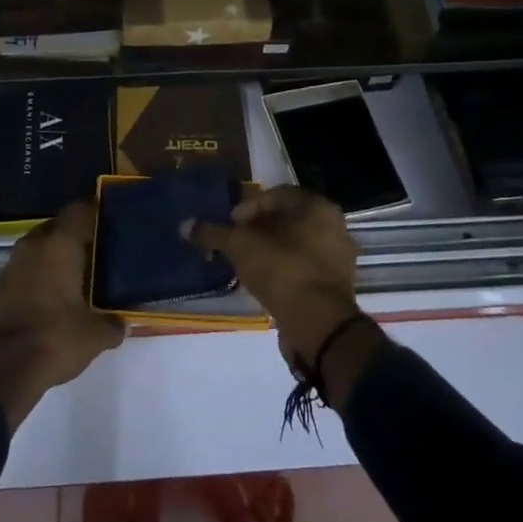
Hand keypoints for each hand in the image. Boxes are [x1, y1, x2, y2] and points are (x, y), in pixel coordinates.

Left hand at [0, 201, 124, 429]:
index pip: (80, 210)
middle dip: (79, 236)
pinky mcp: (1, 286)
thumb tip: (124, 322)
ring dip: (58, 256)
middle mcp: (34, 245)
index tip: (114, 220)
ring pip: (42, 247)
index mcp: (59, 244)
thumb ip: (114, 323)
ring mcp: (13, 264)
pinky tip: (58, 295)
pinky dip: (43, 274)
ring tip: (82, 275)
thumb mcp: (95, 335)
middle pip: (60, 227)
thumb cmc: (54, 340)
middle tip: (102, 251)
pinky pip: (29, 268)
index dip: (97, 211)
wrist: (1, 373)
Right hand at [184, 186, 364, 365]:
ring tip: (245, 264)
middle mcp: (332, 224)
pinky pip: (303, 266)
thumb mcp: (241, 247)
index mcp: (316, 206)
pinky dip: (283, 269)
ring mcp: (337, 256)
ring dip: (268, 250)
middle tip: (234, 244)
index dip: (247, 208)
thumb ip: (213, 233)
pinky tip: (263, 282)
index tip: (230, 226)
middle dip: (256, 229)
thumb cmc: (282, 271)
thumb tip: (185, 225)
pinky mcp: (336, 284)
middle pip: (285, 219)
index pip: (274, 195)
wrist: (320, 326)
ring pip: (295, 243)